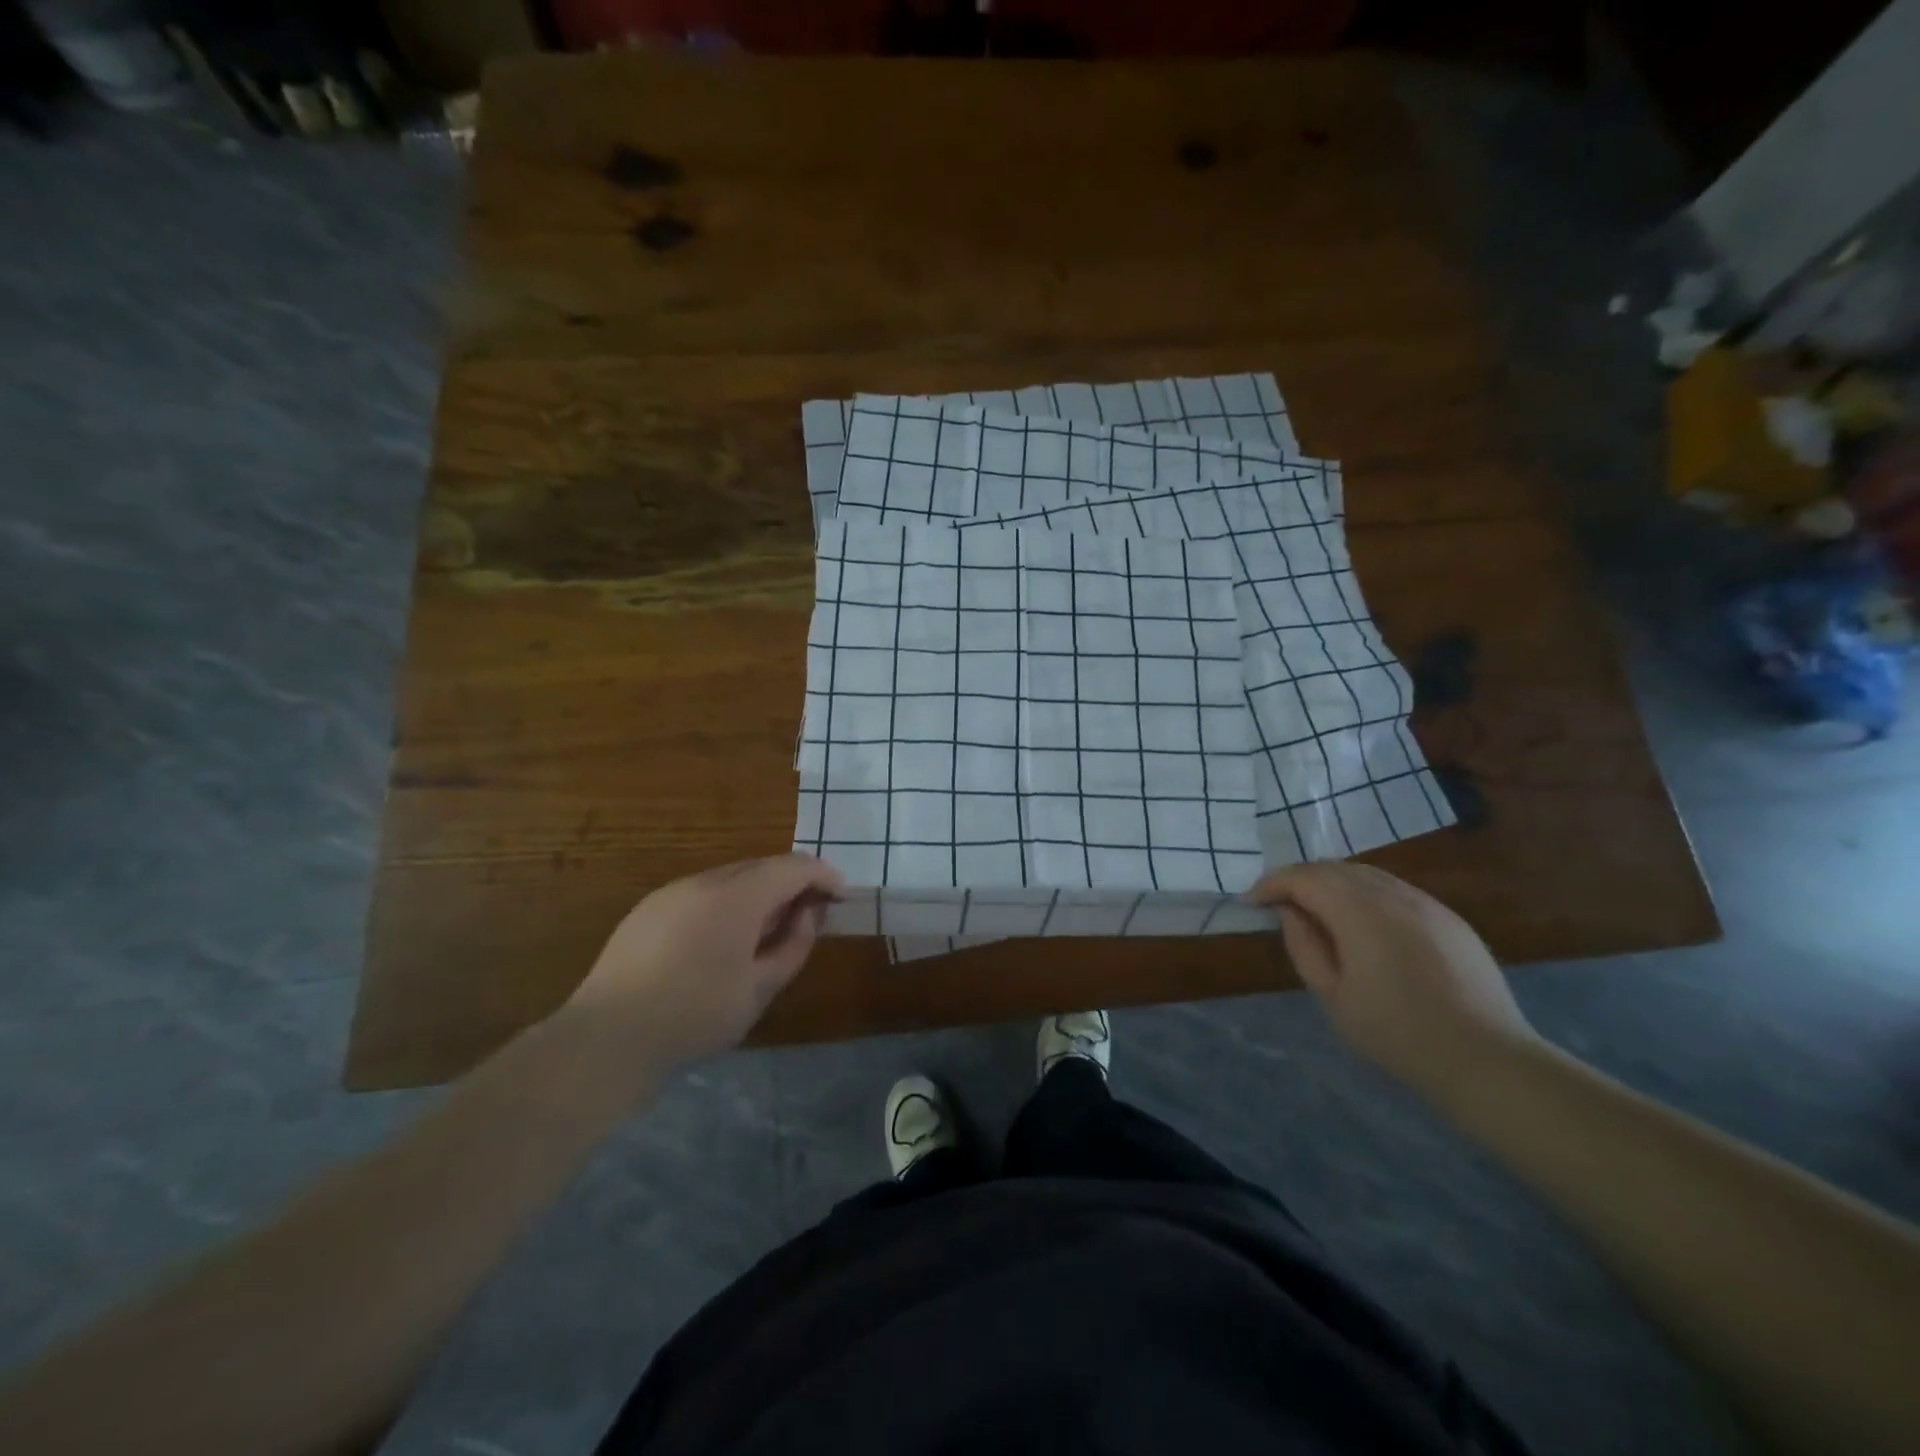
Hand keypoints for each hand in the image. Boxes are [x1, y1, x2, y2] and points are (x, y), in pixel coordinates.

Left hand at [563, 854, 844, 1066]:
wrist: (608, 1037)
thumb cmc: (694, 1015)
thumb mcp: (760, 989)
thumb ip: (793, 945)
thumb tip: (808, 915)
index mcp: (737, 896)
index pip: (793, 867)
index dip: (823, 876)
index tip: (841, 896)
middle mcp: (704, 881)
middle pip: (761, 866)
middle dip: (792, 883)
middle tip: (809, 914)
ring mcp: (672, 892)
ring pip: (730, 878)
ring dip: (759, 893)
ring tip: (768, 930)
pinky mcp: (648, 909)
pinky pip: (702, 893)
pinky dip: (727, 902)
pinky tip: (724, 938)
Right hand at [1248, 862, 1539, 1098]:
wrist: (1487, 1059)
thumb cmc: (1397, 1033)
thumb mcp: (1333, 996)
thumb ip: (1305, 945)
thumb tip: (1290, 911)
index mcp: (1359, 911)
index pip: (1304, 877)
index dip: (1272, 883)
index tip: (1252, 902)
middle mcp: (1392, 894)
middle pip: (1334, 868)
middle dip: (1300, 879)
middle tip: (1278, 902)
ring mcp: (1426, 903)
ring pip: (1366, 875)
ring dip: (1333, 883)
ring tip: (1316, 910)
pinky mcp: (1449, 918)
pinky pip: (1395, 890)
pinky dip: (1365, 894)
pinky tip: (1362, 924)